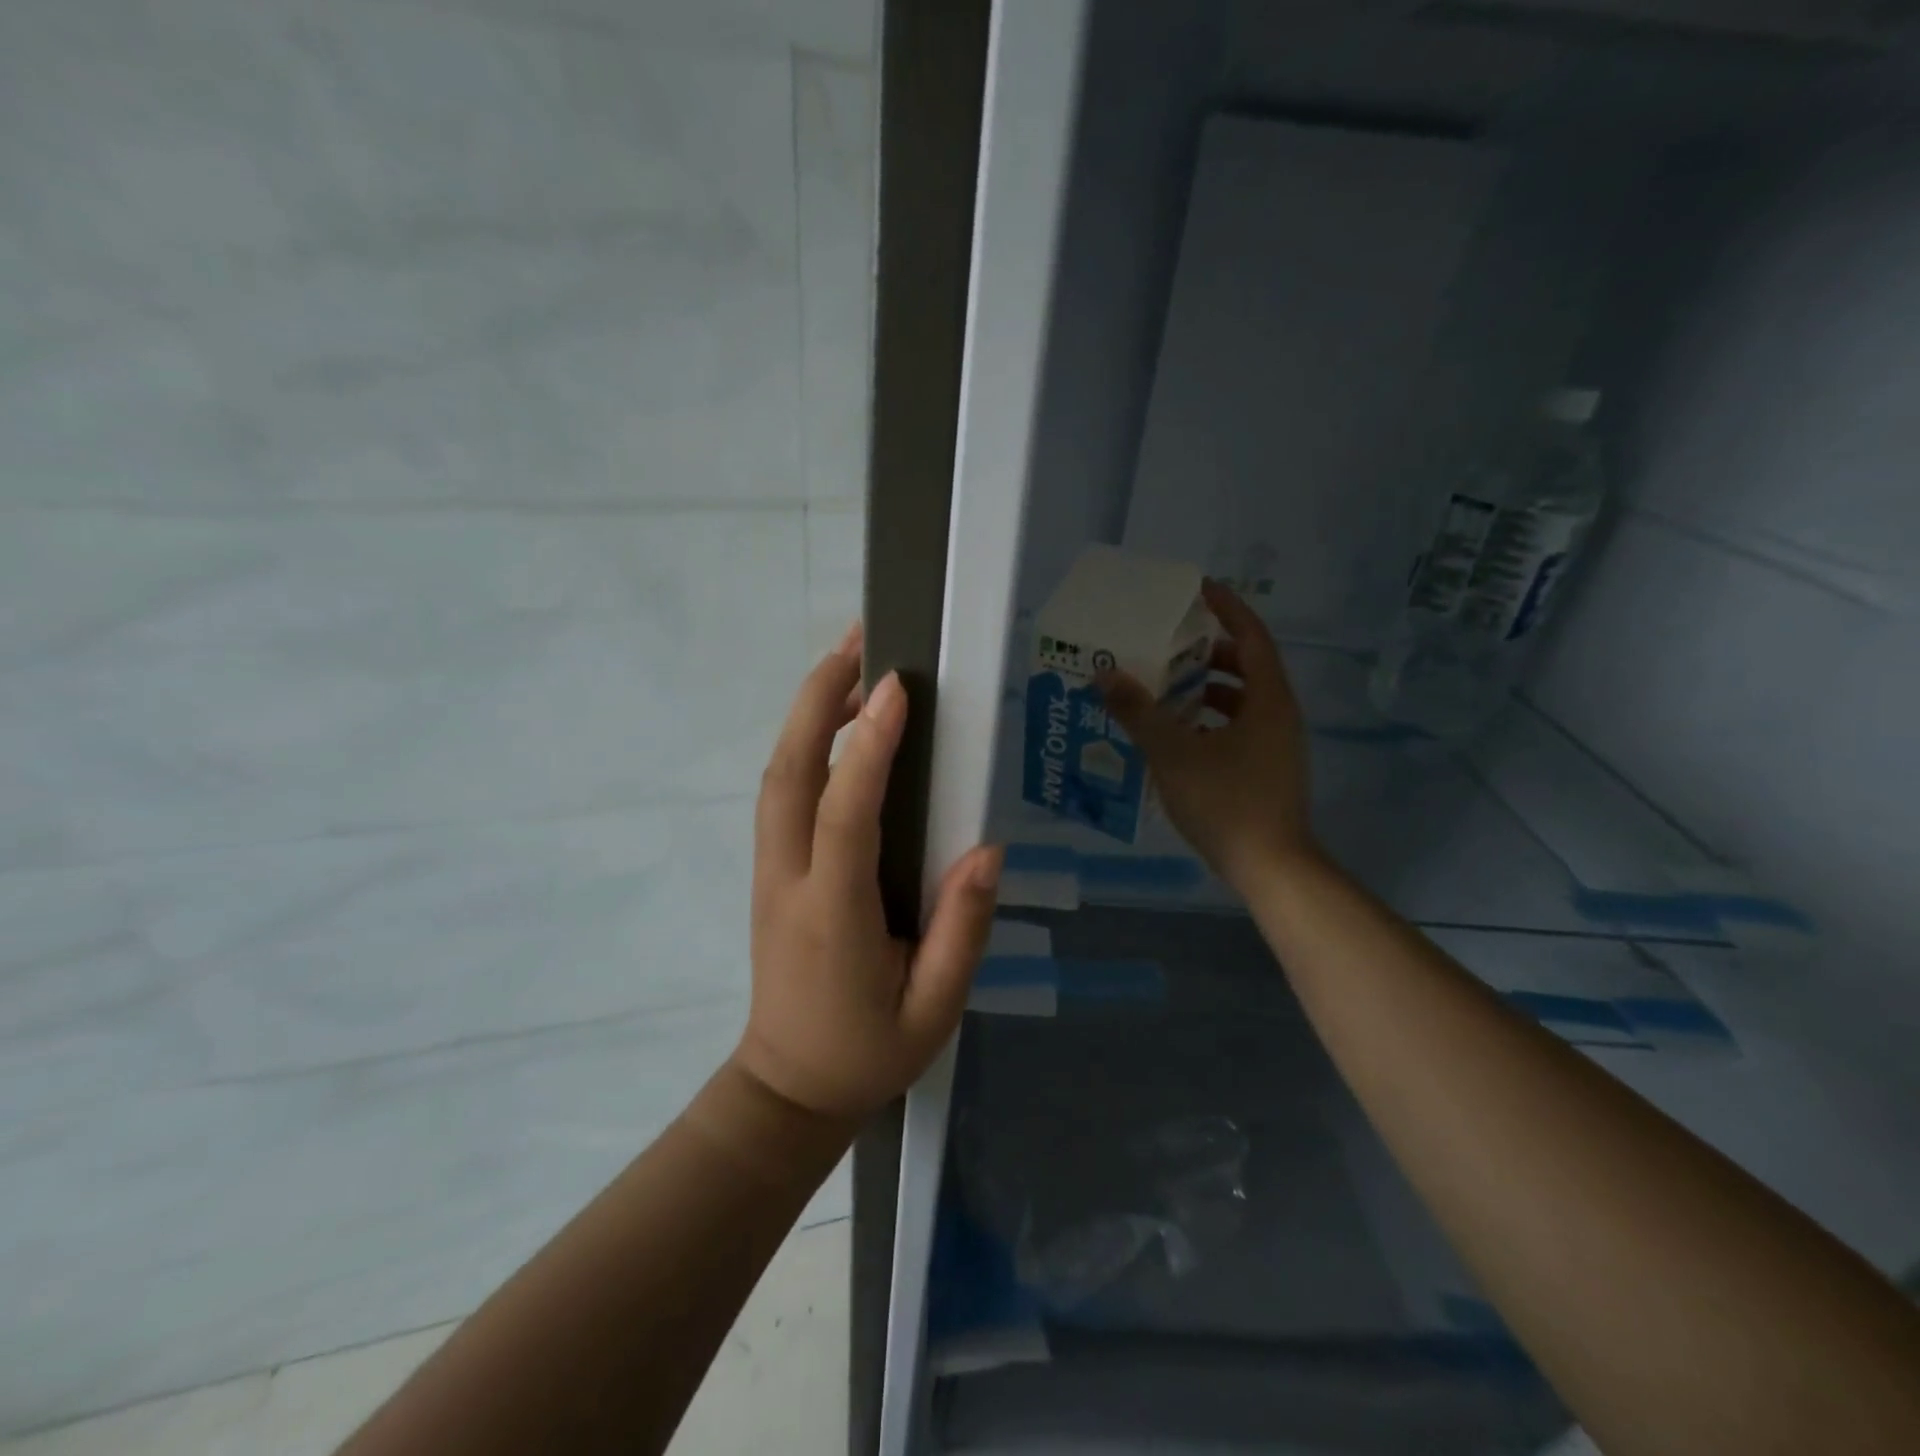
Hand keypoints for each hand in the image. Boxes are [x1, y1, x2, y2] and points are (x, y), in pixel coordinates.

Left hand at [734, 623, 1003, 1120]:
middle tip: (858, 642)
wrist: (787, 1089)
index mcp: (833, 912)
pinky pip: (781, 794)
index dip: (867, 745)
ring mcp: (769, 872)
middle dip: (816, 699)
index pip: (845, 812)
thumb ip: (962, 930)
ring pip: (776, 776)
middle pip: (787, 772)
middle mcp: (789, 878)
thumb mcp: (934, 1008)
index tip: (896, 686)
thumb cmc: (867, 1051)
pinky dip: (802, 745)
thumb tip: (986, 850)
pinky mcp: (768, 871)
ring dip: (805, 713)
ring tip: (849, 665)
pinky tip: (835, 725)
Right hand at [1099, 580, 1318, 892]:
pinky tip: (1175, 736)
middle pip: (1246, 666)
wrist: (1271, 868)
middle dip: (1208, 652)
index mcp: (1268, 700)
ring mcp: (1276, 745)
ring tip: (1163, 689)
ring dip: (1206, 690)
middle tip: (1168, 645)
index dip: (1226, 608)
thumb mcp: (1174, 754)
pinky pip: (1238, 728)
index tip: (1196, 589)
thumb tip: (1105, 674)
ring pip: (1241, 701)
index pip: (1251, 636)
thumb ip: (1139, 712)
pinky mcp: (1267, 770)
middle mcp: (1278, 715)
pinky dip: (1209, 721)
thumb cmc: (1226, 802)